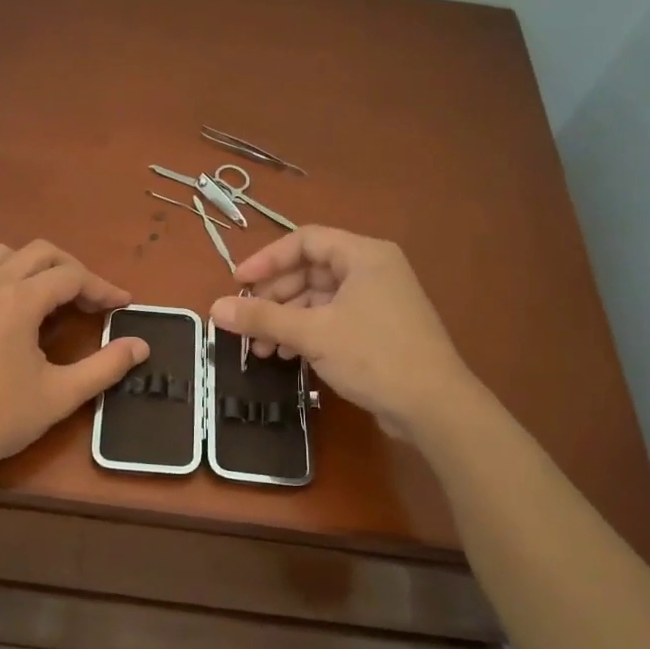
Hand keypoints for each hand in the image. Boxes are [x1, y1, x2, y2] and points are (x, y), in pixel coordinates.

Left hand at [0, 240, 148, 477]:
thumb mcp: (61, 394)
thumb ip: (105, 366)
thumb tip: (141, 346)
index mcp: (18, 299)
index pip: (71, 276)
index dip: (102, 288)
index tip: (124, 306)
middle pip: (41, 253)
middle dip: (73, 270)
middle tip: (93, 301)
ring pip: (6, 255)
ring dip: (37, 266)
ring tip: (55, 298)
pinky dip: (10, 277)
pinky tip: (18, 312)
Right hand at [210, 226, 469, 442]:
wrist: (434, 406)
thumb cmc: (374, 356)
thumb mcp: (312, 333)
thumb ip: (262, 317)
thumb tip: (215, 308)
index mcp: (363, 255)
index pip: (304, 241)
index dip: (267, 260)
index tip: (238, 283)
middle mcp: (372, 270)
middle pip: (309, 270)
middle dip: (274, 297)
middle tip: (246, 322)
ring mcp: (377, 301)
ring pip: (318, 298)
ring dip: (285, 319)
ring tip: (261, 349)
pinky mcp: (377, 330)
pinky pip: (331, 319)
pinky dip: (305, 333)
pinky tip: (285, 356)